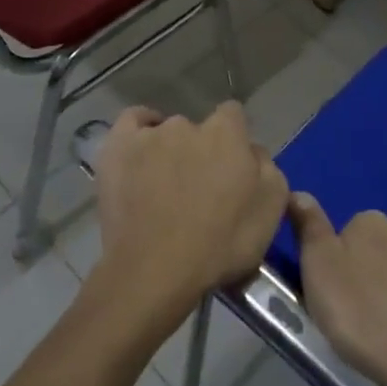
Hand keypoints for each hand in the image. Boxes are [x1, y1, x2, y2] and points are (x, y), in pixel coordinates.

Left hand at [87, 104, 288, 336]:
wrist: (155, 270)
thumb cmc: (220, 245)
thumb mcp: (270, 212)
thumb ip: (267, 169)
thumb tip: (252, 151)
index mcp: (227, 134)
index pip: (234, 115)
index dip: (234, 139)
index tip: (233, 167)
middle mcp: (187, 125)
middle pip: (199, 129)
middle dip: (201, 151)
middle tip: (200, 189)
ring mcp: (148, 135)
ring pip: (165, 131)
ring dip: (170, 151)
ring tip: (164, 187)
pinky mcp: (116, 148)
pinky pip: (130, 122)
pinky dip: (138, 132)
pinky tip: (141, 149)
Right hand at [292, 195, 386, 385]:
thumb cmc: (359, 312)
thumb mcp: (317, 267)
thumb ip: (309, 227)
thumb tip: (299, 192)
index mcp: (371, 223)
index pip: (348, 231)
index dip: (337, 259)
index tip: (332, 289)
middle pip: (379, 248)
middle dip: (369, 271)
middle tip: (355, 310)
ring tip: (383, 326)